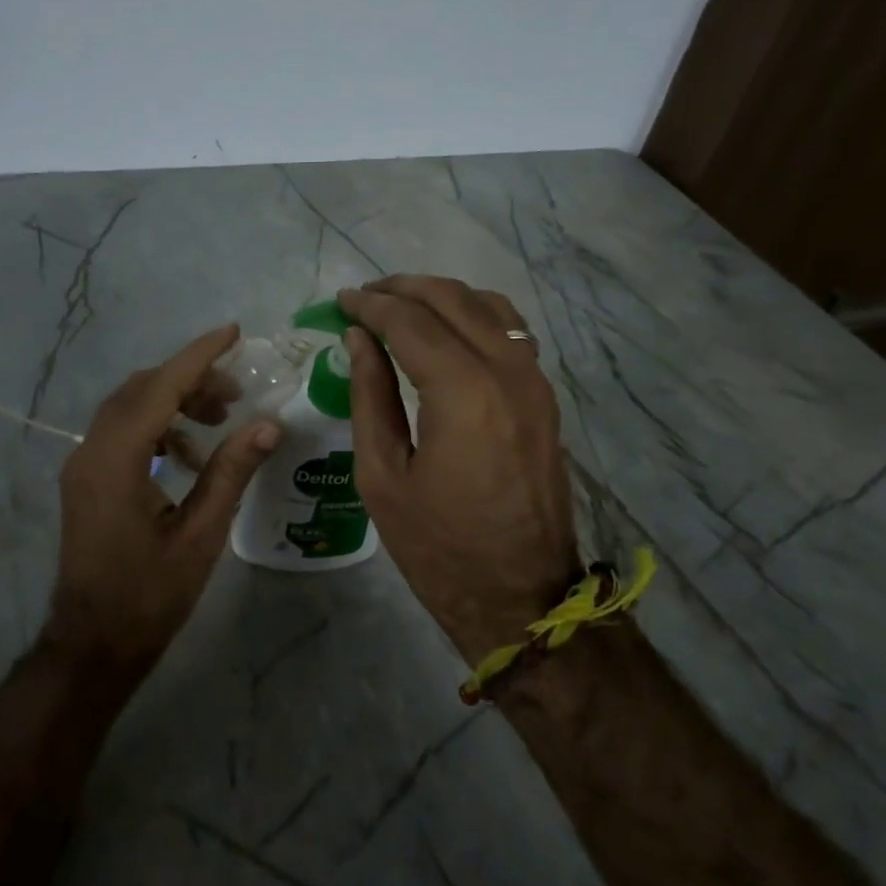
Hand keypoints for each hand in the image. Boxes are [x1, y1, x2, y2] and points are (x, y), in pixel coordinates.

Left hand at [46, 324, 279, 666]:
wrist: (93, 643)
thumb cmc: (149, 596)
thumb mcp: (201, 534)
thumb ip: (230, 472)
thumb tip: (268, 424)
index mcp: (116, 461)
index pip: (160, 388)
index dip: (199, 357)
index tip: (234, 333)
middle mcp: (91, 451)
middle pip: (141, 390)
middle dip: (190, 380)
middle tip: (237, 394)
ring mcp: (83, 465)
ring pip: (130, 407)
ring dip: (173, 402)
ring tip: (220, 420)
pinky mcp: (86, 479)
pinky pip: (122, 432)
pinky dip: (158, 428)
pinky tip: (190, 455)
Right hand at [337, 279, 580, 662]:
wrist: (520, 596)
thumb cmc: (437, 546)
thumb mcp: (382, 476)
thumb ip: (370, 396)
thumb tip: (360, 340)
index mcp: (463, 393)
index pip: (410, 322)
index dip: (371, 306)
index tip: (341, 301)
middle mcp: (507, 372)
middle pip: (453, 300)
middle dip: (403, 289)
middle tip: (364, 297)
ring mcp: (535, 382)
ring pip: (489, 307)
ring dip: (441, 297)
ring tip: (401, 306)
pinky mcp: (544, 398)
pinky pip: (510, 332)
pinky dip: (474, 316)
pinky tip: (446, 332)